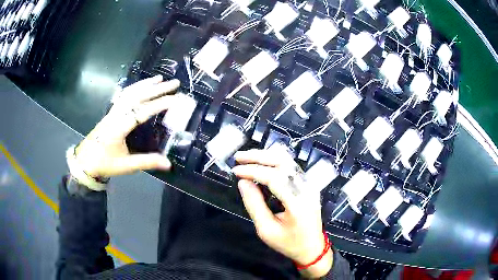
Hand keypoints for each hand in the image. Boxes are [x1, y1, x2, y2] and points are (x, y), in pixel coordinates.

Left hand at [75, 75, 179, 177]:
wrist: (85, 162)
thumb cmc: (104, 163)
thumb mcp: (126, 166)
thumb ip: (146, 162)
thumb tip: (168, 164)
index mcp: (119, 127)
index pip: (142, 111)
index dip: (159, 104)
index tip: (176, 98)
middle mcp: (116, 115)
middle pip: (137, 97)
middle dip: (157, 89)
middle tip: (174, 83)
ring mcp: (112, 112)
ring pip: (130, 93)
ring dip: (146, 84)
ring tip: (160, 78)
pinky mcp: (111, 112)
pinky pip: (123, 96)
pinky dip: (135, 88)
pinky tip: (141, 85)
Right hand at [232, 149, 332, 277]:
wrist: (312, 248)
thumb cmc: (289, 243)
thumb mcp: (267, 230)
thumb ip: (254, 205)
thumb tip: (243, 183)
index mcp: (297, 202)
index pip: (274, 177)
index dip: (253, 171)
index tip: (236, 171)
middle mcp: (306, 188)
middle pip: (283, 162)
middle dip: (259, 156)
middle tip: (239, 157)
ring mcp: (309, 185)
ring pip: (287, 161)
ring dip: (266, 156)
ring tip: (247, 158)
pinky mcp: (307, 185)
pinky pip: (290, 167)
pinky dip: (273, 162)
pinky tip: (261, 165)